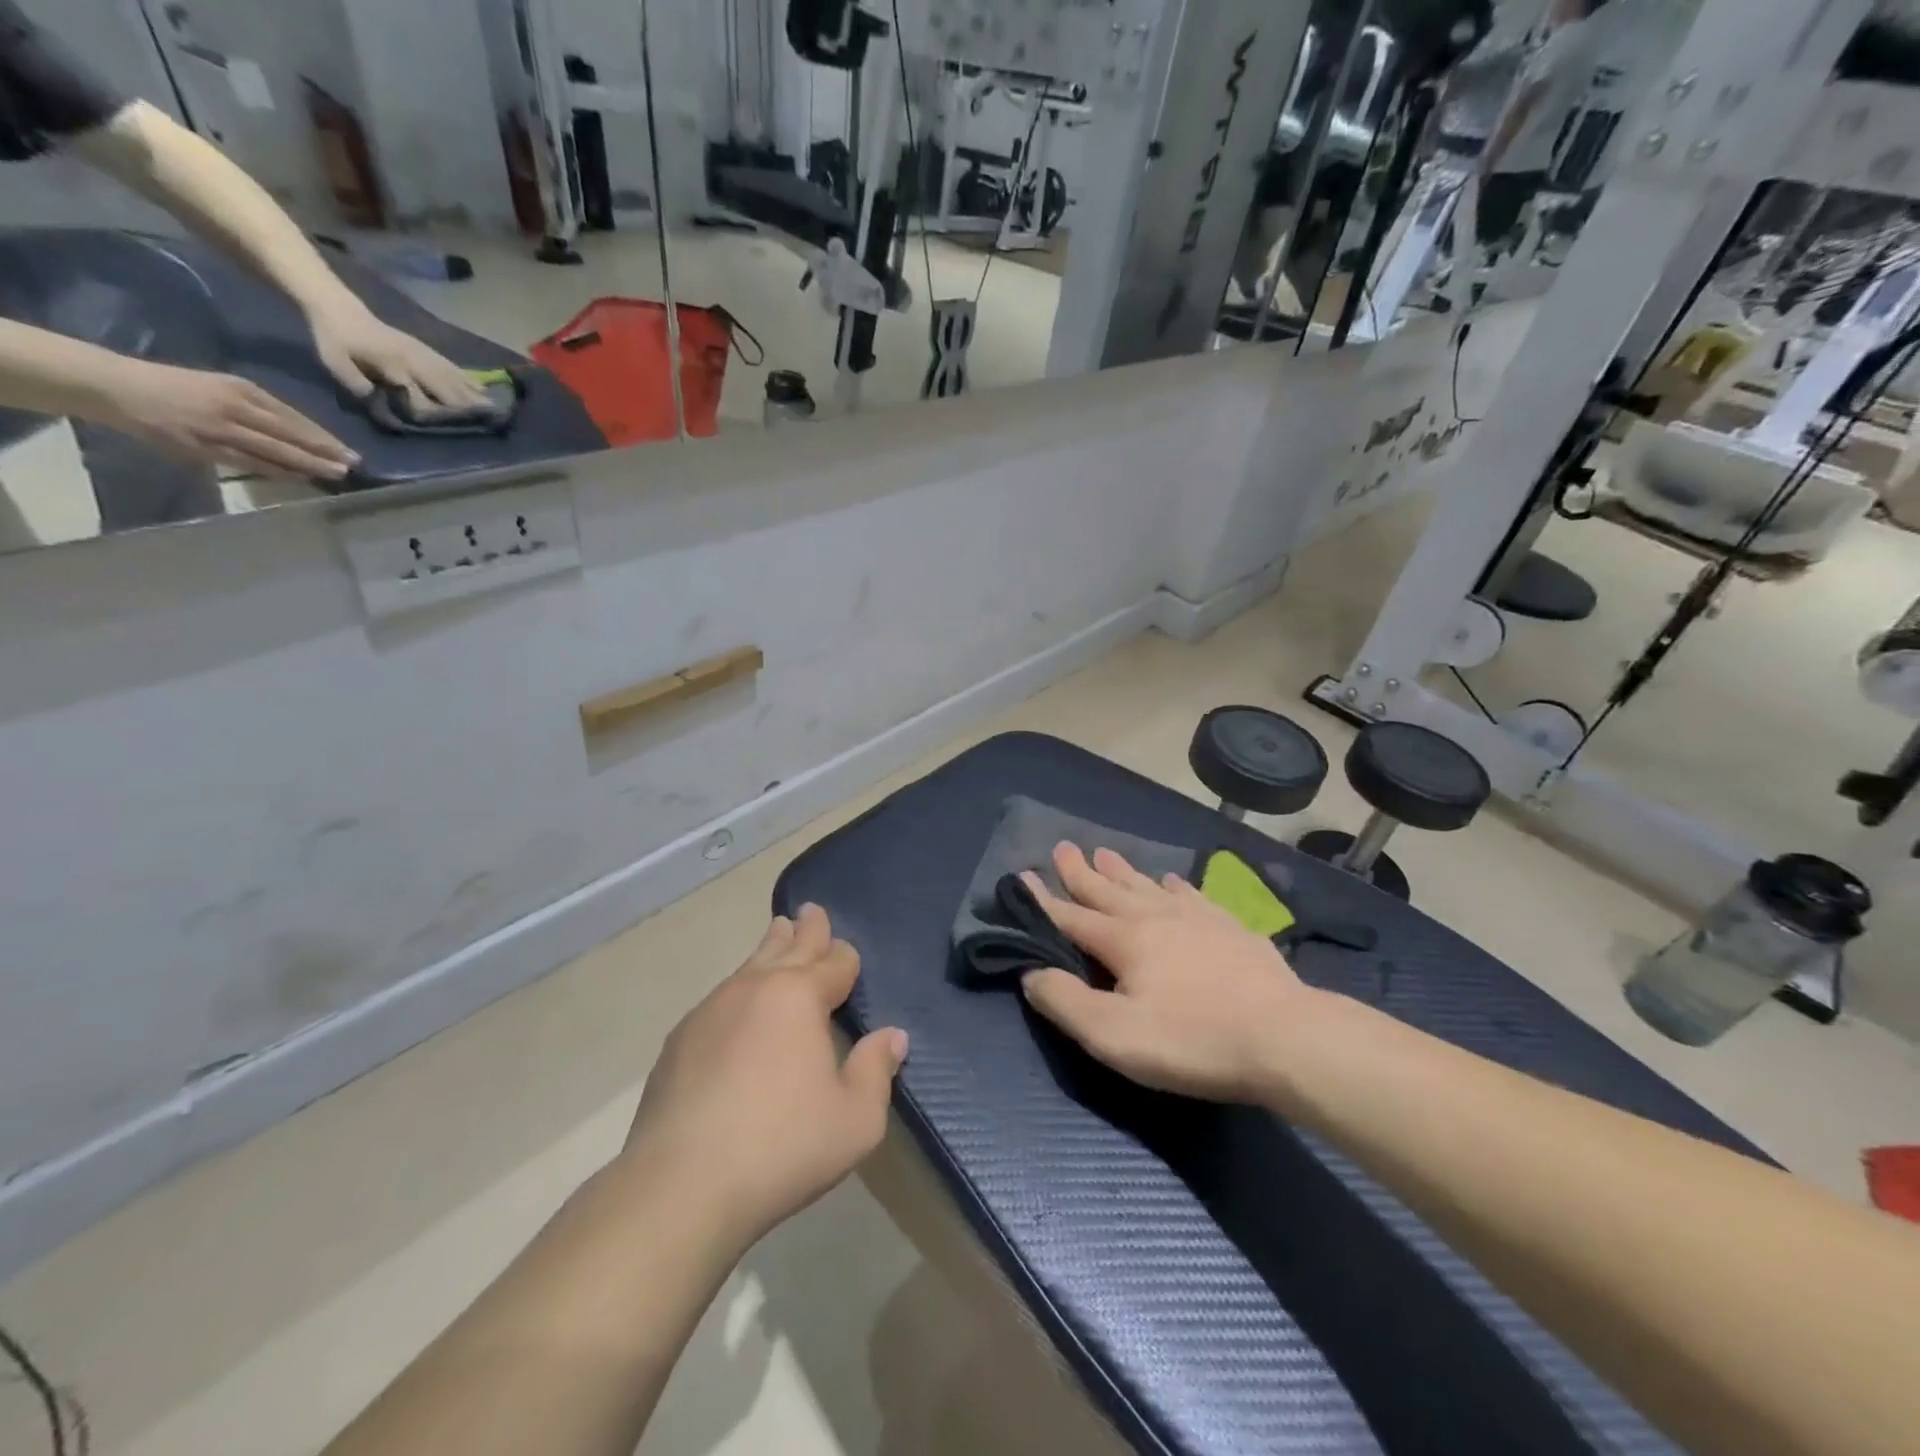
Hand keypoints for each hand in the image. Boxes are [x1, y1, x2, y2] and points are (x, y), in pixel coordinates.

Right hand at [98, 359, 358, 480]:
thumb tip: (303, 432)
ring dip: (309, 465)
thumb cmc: (175, 386)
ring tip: (337, 474)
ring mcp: (219, 429)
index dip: (323, 436)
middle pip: (290, 434)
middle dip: (325, 452)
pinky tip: (302, 478)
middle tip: (354, 465)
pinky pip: (251, 463)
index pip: (292, 417)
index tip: (348, 449)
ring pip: (275, 451)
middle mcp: (233, 408)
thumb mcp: (222, 386)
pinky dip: (279, 472)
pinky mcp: (204, 448)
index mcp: (240, 389)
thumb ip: (259, 407)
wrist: (116, 387)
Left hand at [309, 305, 488, 409]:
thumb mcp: (334, 361)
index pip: (418, 394)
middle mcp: (413, 360)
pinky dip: (468, 378)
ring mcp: (422, 354)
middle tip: (488, 421)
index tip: (450, 428)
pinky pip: (452, 366)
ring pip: (452, 377)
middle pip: (444, 387)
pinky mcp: (425, 350)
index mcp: (392, 364)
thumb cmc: (334, 338)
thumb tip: (381, 402)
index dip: (433, 413)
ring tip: (492, 408)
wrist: (338, 307)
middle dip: (465, 405)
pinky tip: (482, 387)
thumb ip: (357, 383)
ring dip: (473, 394)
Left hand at [622, 904, 908, 1250]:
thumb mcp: (856, 1119)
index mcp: (800, 996)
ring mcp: (711, 1010)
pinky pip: (720, 998)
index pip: (835, 962)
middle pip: (789, 946)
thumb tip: (893, 1036)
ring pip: (750, 965)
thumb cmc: (783, 1146)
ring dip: (770, 948)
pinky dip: (739, 991)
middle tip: (810, 911)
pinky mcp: (679, 1040)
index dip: (846, 959)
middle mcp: (755, 988)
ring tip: (778, 933)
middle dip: (806, 929)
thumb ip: (877, 1070)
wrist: (680, 1185)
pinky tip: (738, 1008)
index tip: (849, 958)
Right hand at [1019, 843, 1319, 1103]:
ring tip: (1105, 851)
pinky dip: (1173, 885)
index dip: (1043, 900)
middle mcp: (1154, 917)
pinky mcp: (1229, 927)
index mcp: (1124, 940)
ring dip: (1121, 870)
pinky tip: (1170, 880)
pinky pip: (1191, 895)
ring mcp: (1196, 918)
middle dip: (1081, 871)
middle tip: (1062, 847)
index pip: (1071, 916)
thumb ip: (1066, 1002)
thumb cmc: (1192, 1040)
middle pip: (1108, 890)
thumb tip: (1031, 973)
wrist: (1285, 1037)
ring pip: (1146, 886)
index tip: (1021, 875)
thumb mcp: (1114, 1035)